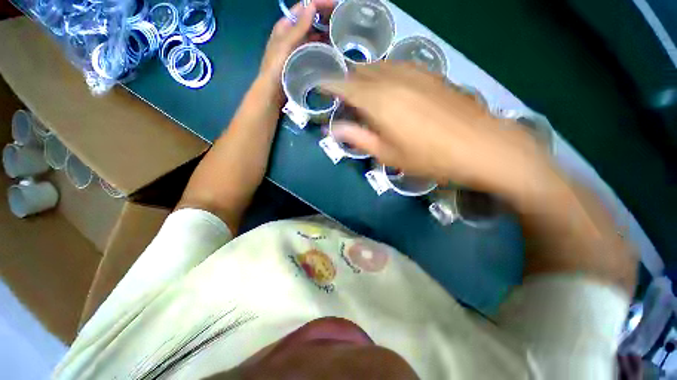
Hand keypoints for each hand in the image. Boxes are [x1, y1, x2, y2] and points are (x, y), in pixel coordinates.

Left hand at [259, 0, 334, 96]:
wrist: (273, 93)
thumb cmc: (276, 68)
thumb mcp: (285, 45)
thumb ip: (298, 27)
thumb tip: (312, 6)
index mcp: (285, 26)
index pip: (304, 8)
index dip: (319, 3)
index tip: (336, 4)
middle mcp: (293, 35)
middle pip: (310, 21)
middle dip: (325, 17)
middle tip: (343, 19)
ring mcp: (298, 48)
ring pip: (314, 36)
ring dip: (326, 33)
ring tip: (341, 33)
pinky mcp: (303, 61)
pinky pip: (315, 50)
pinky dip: (323, 48)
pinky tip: (333, 49)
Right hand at [322, 63, 555, 198]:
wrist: (480, 146)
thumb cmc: (428, 157)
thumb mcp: (388, 154)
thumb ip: (358, 138)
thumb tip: (335, 130)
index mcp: (378, 101)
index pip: (344, 85)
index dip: (328, 84)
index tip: (319, 87)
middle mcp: (392, 78)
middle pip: (360, 71)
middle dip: (347, 82)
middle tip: (343, 99)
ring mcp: (414, 72)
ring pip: (379, 66)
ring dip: (365, 77)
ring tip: (363, 94)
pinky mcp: (430, 74)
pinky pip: (398, 66)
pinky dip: (385, 74)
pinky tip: (389, 88)